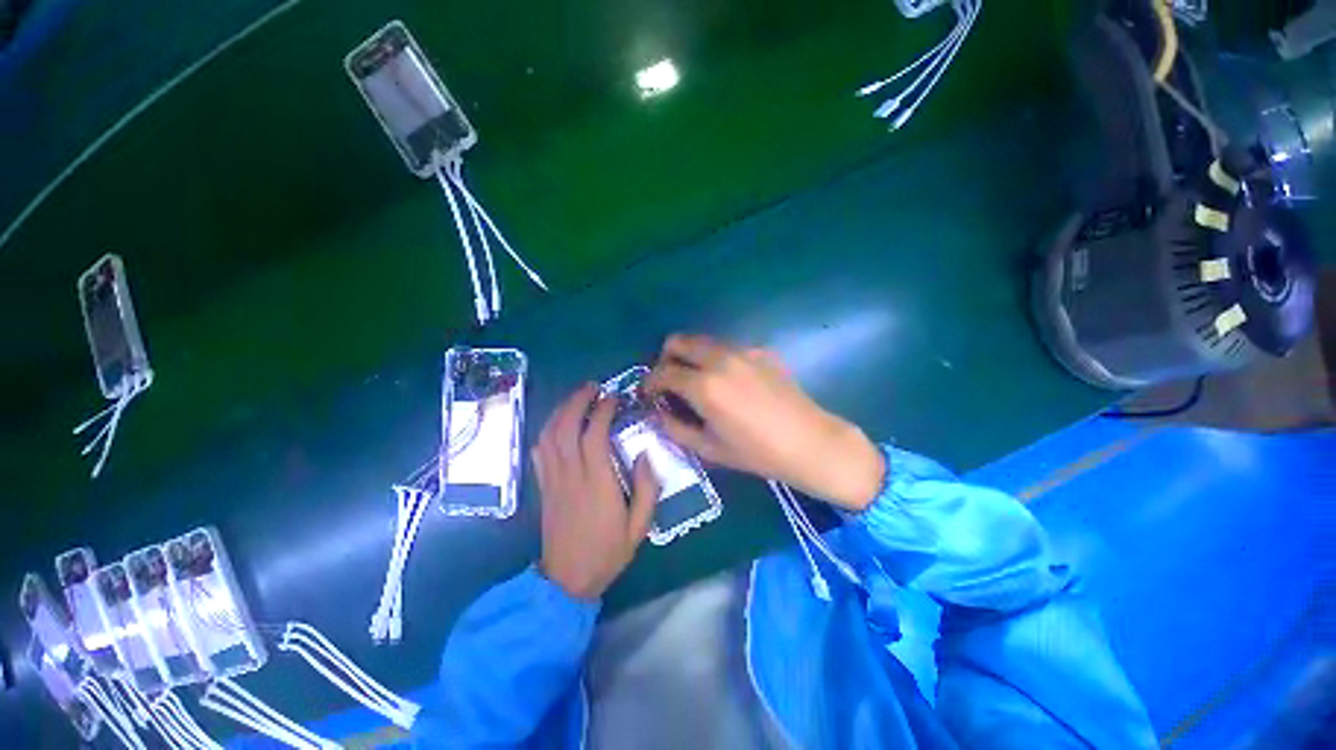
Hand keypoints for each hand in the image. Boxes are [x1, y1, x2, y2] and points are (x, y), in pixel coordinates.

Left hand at [534, 384, 660, 599]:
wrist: (567, 580)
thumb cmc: (607, 552)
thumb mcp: (639, 527)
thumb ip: (646, 489)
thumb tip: (645, 454)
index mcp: (598, 483)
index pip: (594, 436)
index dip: (602, 411)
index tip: (613, 397)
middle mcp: (571, 475)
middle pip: (567, 427)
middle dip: (578, 401)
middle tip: (592, 387)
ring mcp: (553, 479)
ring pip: (550, 435)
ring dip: (561, 411)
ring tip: (576, 397)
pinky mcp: (543, 486)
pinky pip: (539, 451)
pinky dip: (546, 430)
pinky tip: (557, 423)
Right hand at [645, 335, 884, 511]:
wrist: (809, 442)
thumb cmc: (757, 452)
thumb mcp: (709, 448)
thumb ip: (675, 428)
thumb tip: (657, 413)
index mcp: (704, 386)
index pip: (663, 373)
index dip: (650, 382)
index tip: (648, 392)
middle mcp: (720, 360)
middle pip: (679, 341)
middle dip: (666, 357)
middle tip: (669, 379)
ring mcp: (743, 351)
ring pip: (703, 340)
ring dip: (691, 355)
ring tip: (698, 379)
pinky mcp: (761, 351)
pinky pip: (728, 348)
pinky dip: (717, 358)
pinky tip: (730, 381)